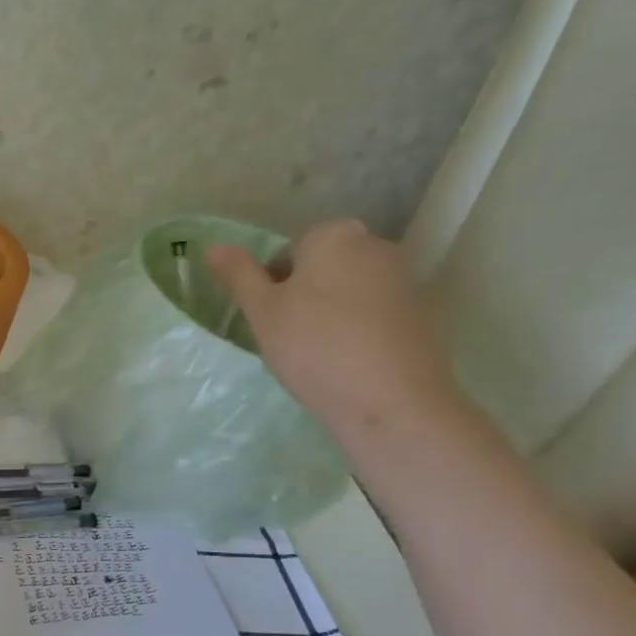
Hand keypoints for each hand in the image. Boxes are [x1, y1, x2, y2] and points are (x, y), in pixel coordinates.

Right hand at [205, 219, 460, 437]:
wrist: (391, 401)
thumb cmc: (314, 347)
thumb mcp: (262, 312)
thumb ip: (238, 275)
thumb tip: (212, 246)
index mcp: (333, 235)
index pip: (288, 251)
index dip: (271, 287)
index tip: (269, 320)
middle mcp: (375, 245)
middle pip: (322, 267)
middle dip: (303, 296)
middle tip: (288, 338)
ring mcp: (405, 278)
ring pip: (349, 291)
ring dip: (330, 314)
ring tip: (318, 355)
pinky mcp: (424, 313)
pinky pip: (375, 314)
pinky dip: (358, 331)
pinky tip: (350, 363)